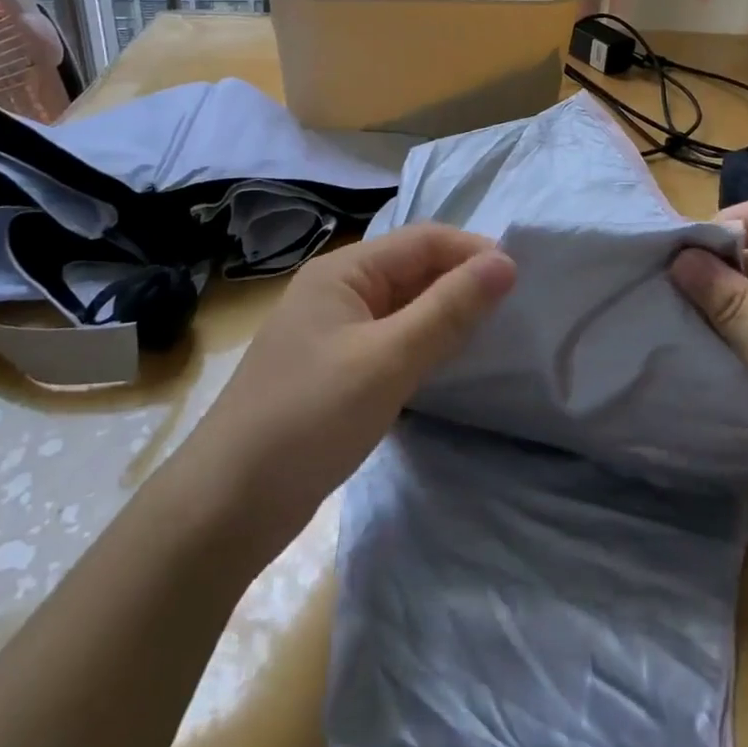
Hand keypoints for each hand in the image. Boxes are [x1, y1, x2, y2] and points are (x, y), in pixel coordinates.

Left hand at [179, 224, 515, 557]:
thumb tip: (505, 263)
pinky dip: (422, 345)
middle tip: (513, 310)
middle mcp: (336, 291)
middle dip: (460, 282)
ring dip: (444, 314)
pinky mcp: (333, 371)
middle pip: (411, 269)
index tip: (521, 279)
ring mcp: (332, 333)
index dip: (471, 251)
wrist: (226, 506)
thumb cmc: (308, 419)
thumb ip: (448, 310)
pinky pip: (389, 341)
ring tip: (491, 334)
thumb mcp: (387, 361)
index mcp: (343, 271)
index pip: (422, 240)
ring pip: (403, 307)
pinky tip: (446, 365)